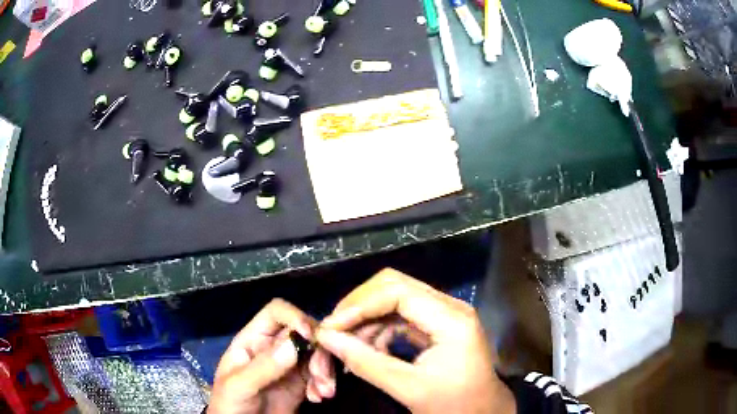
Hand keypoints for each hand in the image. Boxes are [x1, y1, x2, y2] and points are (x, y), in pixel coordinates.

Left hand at [208, 299, 333, 413]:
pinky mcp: (300, 383)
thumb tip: (294, 343)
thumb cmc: (229, 404)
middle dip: (318, 351)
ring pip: (315, 353)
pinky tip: (318, 398)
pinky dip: (324, 383)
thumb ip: (264, 366)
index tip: (310, 337)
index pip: (276, 313)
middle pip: (303, 332)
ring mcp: (288, 366)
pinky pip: (319, 374)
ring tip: (324, 392)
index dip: (295, 317)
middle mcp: (273, 348)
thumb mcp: (240, 386)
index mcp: (253, 340)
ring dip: (325, 370)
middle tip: (322, 375)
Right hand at [315, 268, 515, 413]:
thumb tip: (327, 338)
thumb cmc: (453, 404)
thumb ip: (366, 363)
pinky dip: (379, 329)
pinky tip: (367, 349)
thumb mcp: (409, 388)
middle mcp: (449, 307)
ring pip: (394, 300)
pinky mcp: (437, 325)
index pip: (397, 291)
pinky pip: (400, 316)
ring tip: (347, 346)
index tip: (330, 327)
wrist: (482, 412)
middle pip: (394, 286)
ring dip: (366, 320)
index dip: (359, 305)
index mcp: (451, 319)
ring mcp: (444, 314)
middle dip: (359, 307)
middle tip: (334, 331)